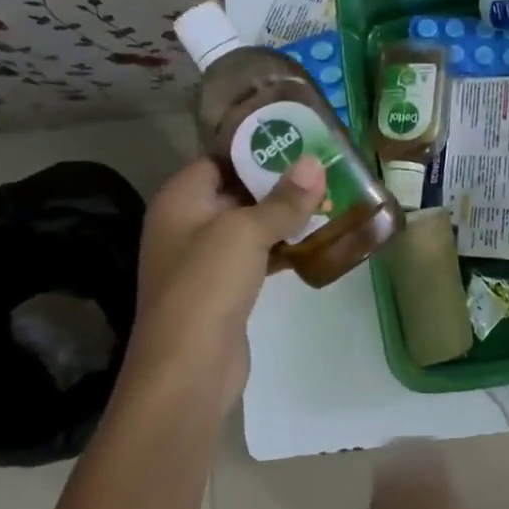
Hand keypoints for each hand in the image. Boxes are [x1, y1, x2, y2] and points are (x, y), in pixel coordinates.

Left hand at [128, 155, 326, 397]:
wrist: (188, 369)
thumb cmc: (208, 285)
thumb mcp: (247, 232)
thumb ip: (284, 198)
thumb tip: (315, 162)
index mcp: (180, 200)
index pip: (219, 158)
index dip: (255, 148)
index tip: (298, 139)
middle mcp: (186, 224)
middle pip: (236, 190)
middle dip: (277, 180)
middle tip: (323, 167)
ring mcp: (204, 259)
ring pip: (249, 224)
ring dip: (283, 214)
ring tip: (328, 197)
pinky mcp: (223, 288)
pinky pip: (255, 254)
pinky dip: (281, 245)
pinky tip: (314, 239)